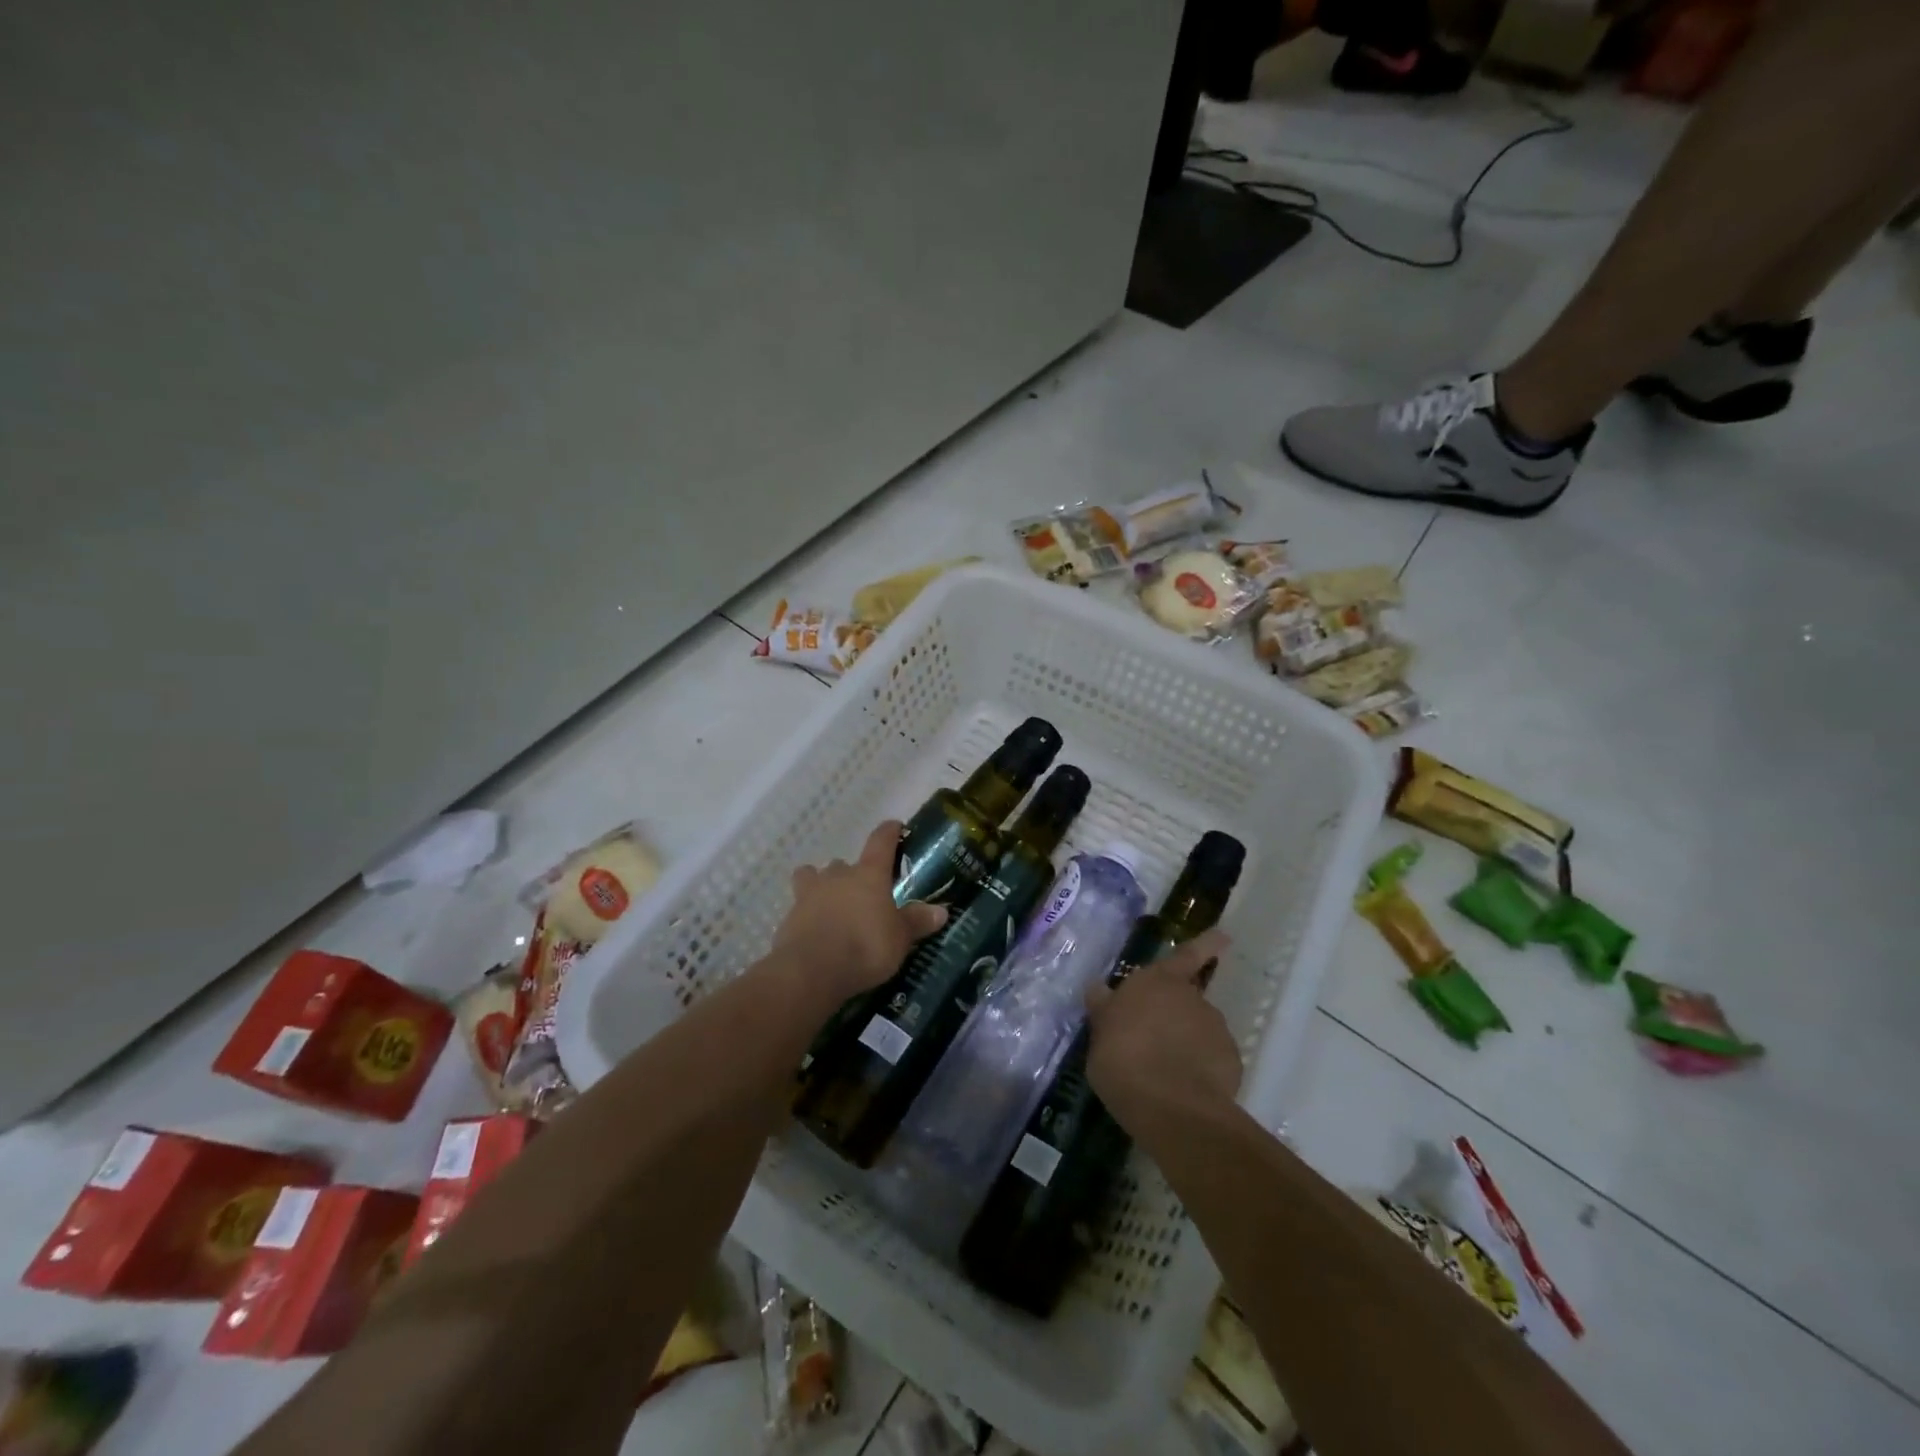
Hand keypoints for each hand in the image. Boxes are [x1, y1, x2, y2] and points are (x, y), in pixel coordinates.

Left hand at [771, 821, 947, 1005]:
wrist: (811, 970)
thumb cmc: (865, 946)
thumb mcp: (900, 938)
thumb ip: (917, 922)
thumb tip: (941, 911)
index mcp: (869, 874)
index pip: (880, 841)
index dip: (889, 832)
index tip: (895, 827)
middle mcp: (838, 876)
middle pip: (843, 863)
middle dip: (852, 872)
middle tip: (863, 891)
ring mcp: (809, 894)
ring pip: (813, 877)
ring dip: (821, 885)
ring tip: (831, 904)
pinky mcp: (789, 918)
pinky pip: (799, 907)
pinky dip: (807, 915)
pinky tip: (815, 932)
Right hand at [1085, 929, 1240, 1131]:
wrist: (1169, 1106)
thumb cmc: (1122, 1057)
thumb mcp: (1100, 1030)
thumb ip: (1106, 1009)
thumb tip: (1098, 989)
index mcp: (1159, 981)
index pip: (1186, 954)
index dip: (1206, 944)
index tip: (1224, 936)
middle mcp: (1192, 997)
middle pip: (1187, 999)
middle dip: (1175, 1016)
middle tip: (1153, 1042)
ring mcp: (1215, 1029)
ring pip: (1199, 1031)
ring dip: (1186, 1043)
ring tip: (1164, 1072)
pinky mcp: (1231, 1062)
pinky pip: (1212, 1060)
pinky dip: (1201, 1069)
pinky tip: (1184, 1089)